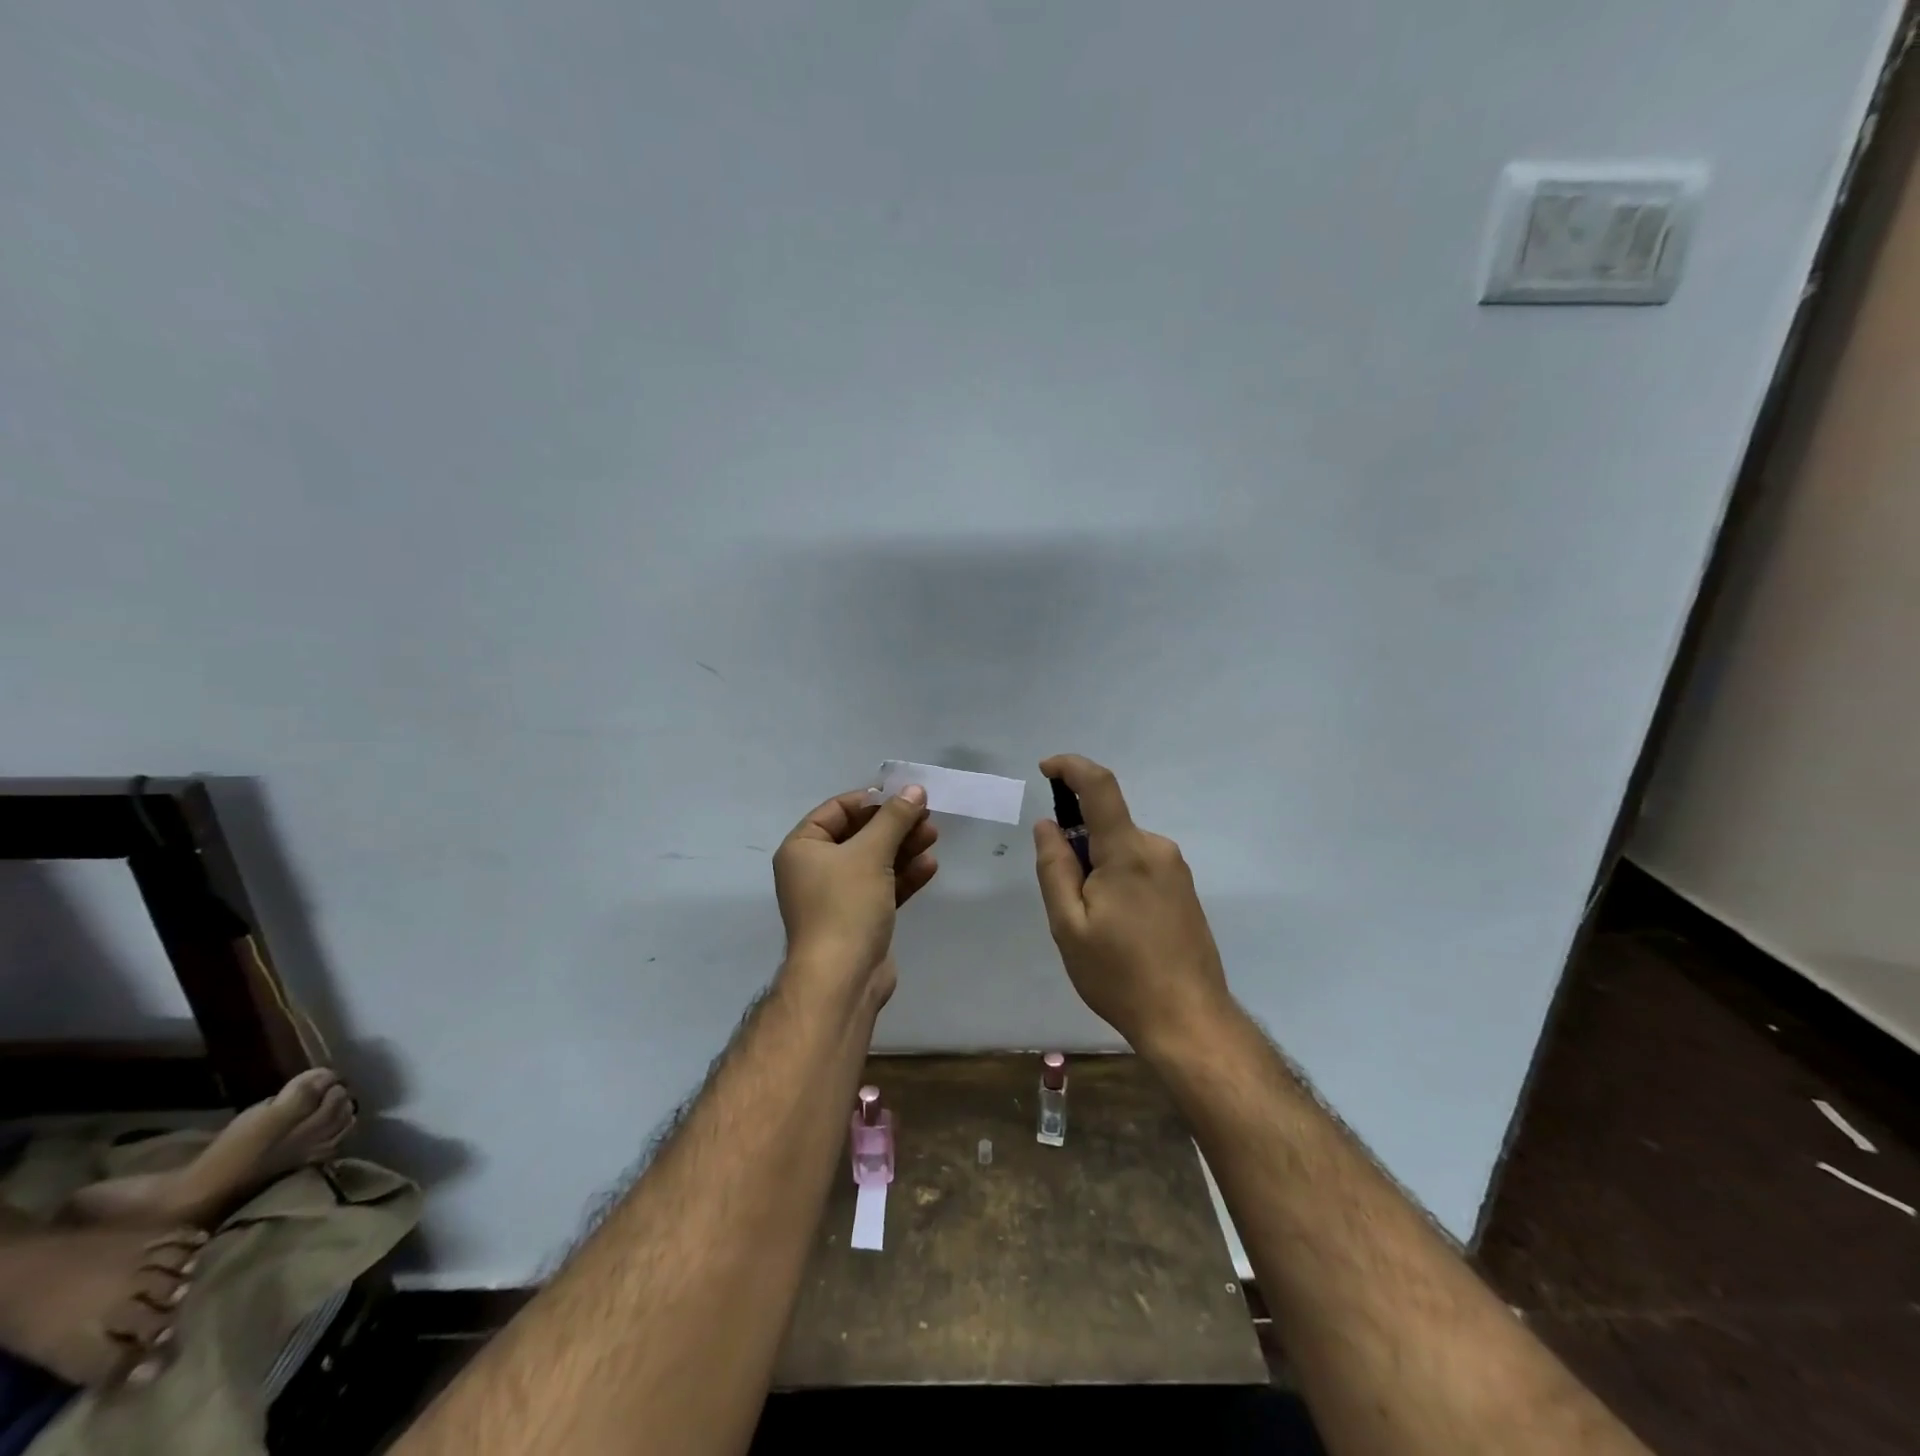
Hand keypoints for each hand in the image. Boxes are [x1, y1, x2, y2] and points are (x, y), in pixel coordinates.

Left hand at [773, 785, 937, 999]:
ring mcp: (837, 896)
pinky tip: (929, 866)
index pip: (836, 810)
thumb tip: (914, 790)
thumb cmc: (846, 906)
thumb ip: (894, 818)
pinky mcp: (859, 919)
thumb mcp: (871, 853)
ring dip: (903, 848)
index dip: (871, 800)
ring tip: (933, 837)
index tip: (904, 797)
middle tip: (926, 817)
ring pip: (874, 862)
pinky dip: (903, 876)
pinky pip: (882, 888)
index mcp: (802, 848)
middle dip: (894, 825)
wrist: (842, 979)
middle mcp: (815, 869)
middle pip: (859, 835)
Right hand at [1033, 754, 1231, 1053]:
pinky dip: (1118, 881)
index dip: (1071, 767)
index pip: (1100, 786)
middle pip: (1107, 825)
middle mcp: (1157, 849)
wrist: (1189, 1020)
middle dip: (1078, 847)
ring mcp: (1176, 870)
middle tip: (1067, 902)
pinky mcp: (1184, 890)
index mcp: (1128, 851)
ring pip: (1122, 850)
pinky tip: (1118, 930)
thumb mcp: (1069, 925)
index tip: (1046, 770)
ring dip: (1098, 869)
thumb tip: (1048, 825)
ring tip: (1094, 927)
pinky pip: (1140, 867)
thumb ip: (1055, 868)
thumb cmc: (1119, 975)